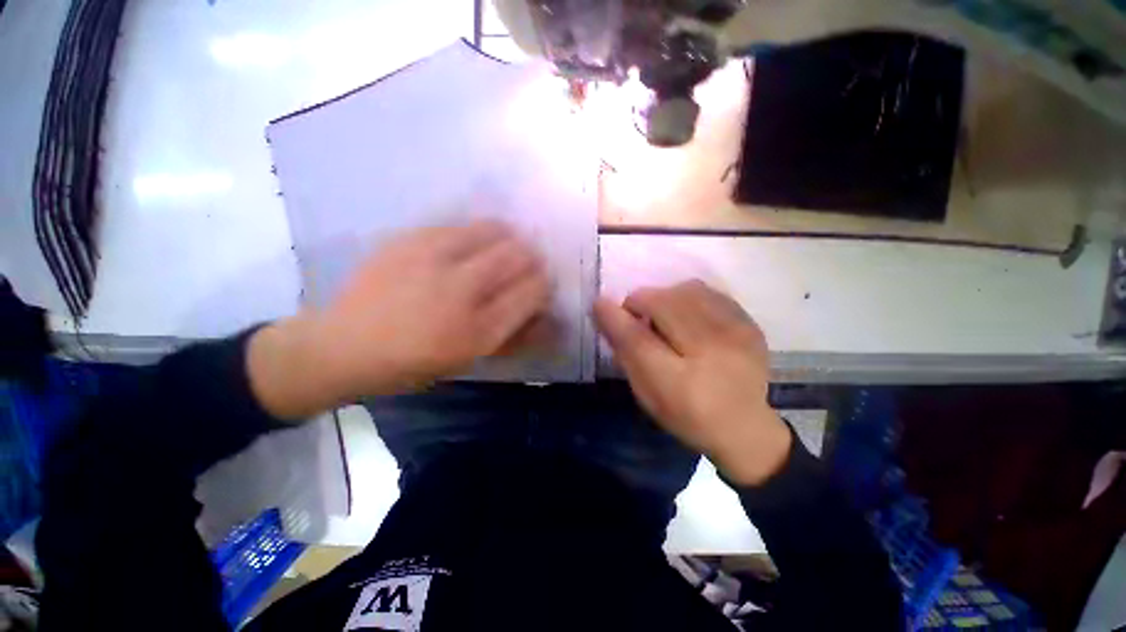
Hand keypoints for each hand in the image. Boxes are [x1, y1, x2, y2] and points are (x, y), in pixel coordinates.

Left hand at [249, 221, 550, 418]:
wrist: (344, 346)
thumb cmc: (415, 362)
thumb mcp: (470, 359)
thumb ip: (514, 337)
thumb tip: (548, 316)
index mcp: (479, 330)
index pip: (534, 291)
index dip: (545, 284)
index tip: (542, 285)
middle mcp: (461, 290)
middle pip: (519, 255)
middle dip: (532, 258)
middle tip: (526, 265)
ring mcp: (433, 259)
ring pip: (493, 231)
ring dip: (508, 239)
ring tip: (501, 249)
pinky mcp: (410, 240)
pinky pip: (459, 225)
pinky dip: (475, 233)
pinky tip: (468, 245)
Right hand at [594, 280, 790, 485]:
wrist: (743, 427)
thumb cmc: (685, 414)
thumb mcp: (647, 391)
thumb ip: (625, 351)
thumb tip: (604, 311)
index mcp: (680, 383)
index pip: (637, 339)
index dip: (614, 316)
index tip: (600, 304)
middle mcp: (711, 354)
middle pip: (662, 304)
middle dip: (641, 304)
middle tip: (639, 320)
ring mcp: (737, 334)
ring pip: (685, 291)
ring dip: (664, 298)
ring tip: (665, 317)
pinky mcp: (749, 323)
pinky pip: (708, 292)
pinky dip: (687, 297)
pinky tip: (688, 317)